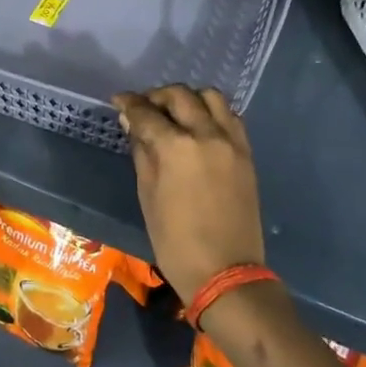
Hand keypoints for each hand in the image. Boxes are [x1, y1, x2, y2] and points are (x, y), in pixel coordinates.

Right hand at [112, 86, 264, 300]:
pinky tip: (199, 127)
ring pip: (211, 97)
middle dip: (157, 96)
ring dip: (189, 98)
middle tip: (144, 108)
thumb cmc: (175, 240)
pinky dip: (211, 113)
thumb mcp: (148, 195)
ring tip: (175, 114)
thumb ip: (141, 152)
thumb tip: (132, 123)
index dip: (129, 103)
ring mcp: (231, 142)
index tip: (119, 100)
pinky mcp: (247, 153)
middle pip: (180, 95)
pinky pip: (230, 116)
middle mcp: (207, 134)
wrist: (225, 271)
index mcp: (176, 147)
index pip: (146, 112)